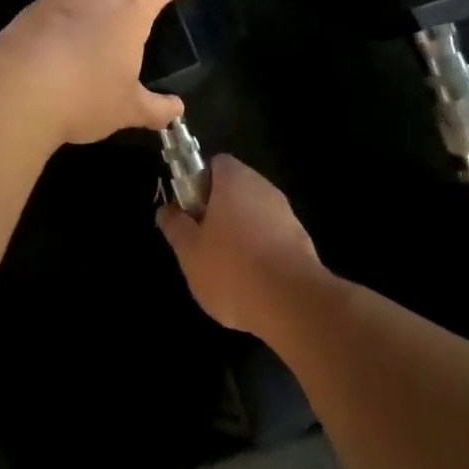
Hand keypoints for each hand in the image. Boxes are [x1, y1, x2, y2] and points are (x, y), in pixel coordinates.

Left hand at [0, 0, 193, 145]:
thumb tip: (175, 111)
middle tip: (144, 18)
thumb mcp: (128, 108)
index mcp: (133, 2)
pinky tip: (68, 44)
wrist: (15, 93)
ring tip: (104, 33)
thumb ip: (157, 107)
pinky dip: (76, 11)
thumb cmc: (85, 96)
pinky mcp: (36, 3)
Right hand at [157, 155, 328, 337]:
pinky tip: (253, 283)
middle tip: (202, 243)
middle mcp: (263, 187)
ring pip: (255, 215)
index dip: (198, 184)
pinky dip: (261, 253)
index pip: (214, 164)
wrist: (293, 303)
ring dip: (240, 233)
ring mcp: (286, 214)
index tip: (190, 212)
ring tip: (226, 269)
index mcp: (234, 179)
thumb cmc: (231, 268)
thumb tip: (166, 210)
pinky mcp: (302, 241)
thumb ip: (175, 226)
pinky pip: (273, 238)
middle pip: (235, 189)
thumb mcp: (189, 251)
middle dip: (218, 212)